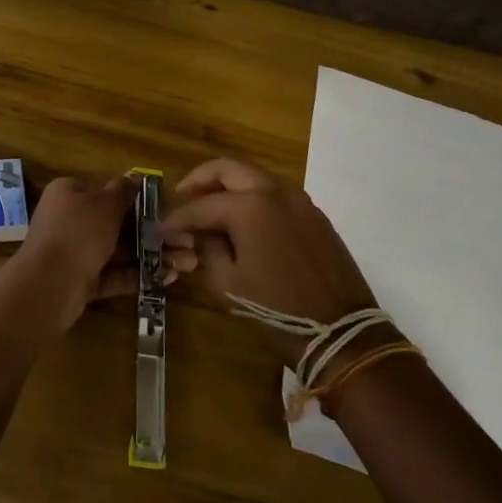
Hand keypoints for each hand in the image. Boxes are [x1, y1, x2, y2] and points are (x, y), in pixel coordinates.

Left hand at [9, 174, 197, 334]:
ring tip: (188, 264)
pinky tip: (168, 278)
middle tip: (188, 242)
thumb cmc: (79, 232)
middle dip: (153, 233)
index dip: (137, 201)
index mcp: (69, 193)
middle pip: (117, 224)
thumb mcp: (105, 204)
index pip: (105, 192)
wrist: (49, 285)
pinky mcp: (81, 281)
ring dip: (152, 256)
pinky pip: (113, 274)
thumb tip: (135, 175)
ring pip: (119, 251)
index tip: (167, 211)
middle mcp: (69, 220)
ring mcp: (75, 252)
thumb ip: (123, 191)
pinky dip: (138, 275)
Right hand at [160, 158, 379, 366]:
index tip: (160, 230)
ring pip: (255, 176)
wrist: (341, 333)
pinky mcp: (314, 215)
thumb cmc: (277, 310)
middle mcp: (275, 191)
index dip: (177, 219)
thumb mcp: (227, 284)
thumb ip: (207, 249)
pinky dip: (253, 197)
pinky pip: (276, 193)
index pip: (201, 206)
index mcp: (250, 206)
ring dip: (228, 185)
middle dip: (200, 180)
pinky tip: (242, 220)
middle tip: (182, 197)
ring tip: (210, 208)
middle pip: (228, 169)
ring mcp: (299, 200)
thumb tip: (199, 235)